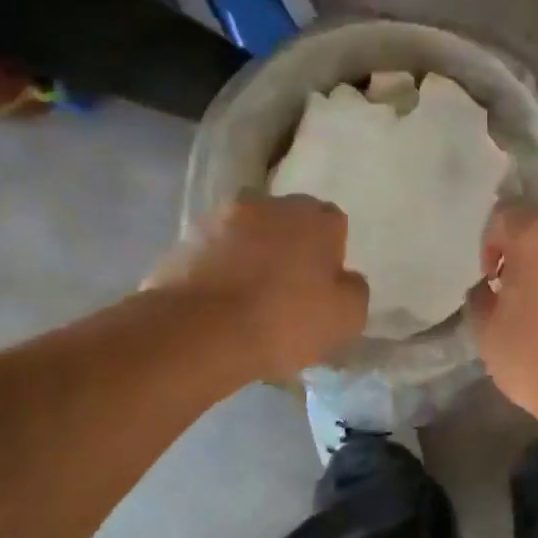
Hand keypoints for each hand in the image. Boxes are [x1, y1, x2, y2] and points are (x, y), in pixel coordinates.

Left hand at [147, 195, 368, 379]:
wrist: (199, 332)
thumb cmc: (285, 321)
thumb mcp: (347, 318)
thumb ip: (353, 289)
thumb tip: (344, 279)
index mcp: (314, 217)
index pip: (333, 224)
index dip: (330, 254)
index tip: (322, 286)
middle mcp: (268, 205)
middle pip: (288, 222)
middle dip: (290, 247)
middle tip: (288, 289)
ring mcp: (220, 219)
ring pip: (247, 234)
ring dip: (251, 255)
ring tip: (248, 299)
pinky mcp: (183, 241)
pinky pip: (213, 253)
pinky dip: (219, 270)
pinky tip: (219, 304)